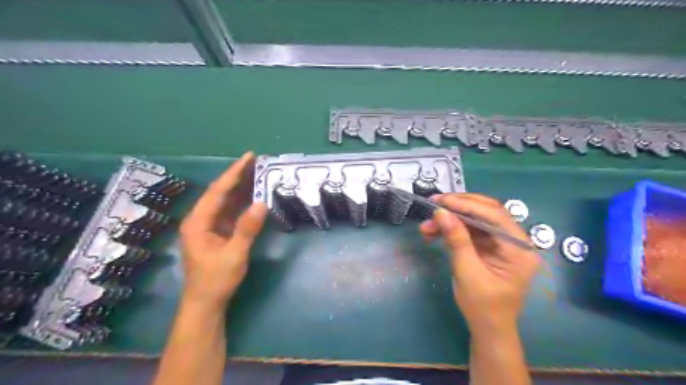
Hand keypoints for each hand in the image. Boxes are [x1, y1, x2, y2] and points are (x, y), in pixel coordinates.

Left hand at [180, 153, 266, 310]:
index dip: (233, 173)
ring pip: (224, 200)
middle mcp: (200, 220)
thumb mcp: (234, 255)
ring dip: (240, 187)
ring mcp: (208, 226)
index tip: (249, 157)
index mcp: (198, 222)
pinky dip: (241, 201)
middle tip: (255, 161)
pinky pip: (229, 211)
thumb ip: (247, 229)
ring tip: (256, 172)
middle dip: (237, 175)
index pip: (217, 191)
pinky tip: (252, 195)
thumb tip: (261, 203)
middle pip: (219, 192)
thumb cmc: (216, 280)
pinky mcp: (216, 232)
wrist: (206, 303)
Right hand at [418, 195, 541, 334]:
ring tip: (426, 226)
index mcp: (519, 249)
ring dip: (451, 219)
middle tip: (434, 204)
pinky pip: (470, 230)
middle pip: (487, 212)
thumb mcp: (467, 272)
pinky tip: (433, 232)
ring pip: (475, 219)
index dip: (467, 205)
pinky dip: (451, 229)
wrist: (487, 328)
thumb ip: (456, 240)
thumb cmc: (482, 306)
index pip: (494, 216)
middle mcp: (514, 241)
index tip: (441, 201)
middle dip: (458, 207)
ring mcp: (501, 243)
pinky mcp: (489, 246)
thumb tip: (440, 212)